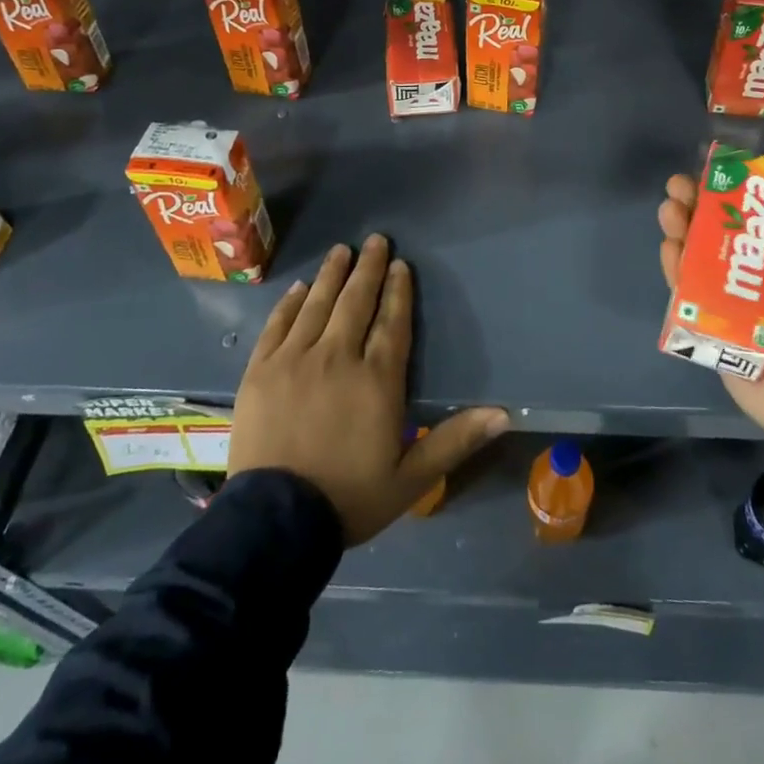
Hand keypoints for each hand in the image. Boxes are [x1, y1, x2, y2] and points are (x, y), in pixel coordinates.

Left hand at [229, 234, 508, 545]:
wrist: (275, 523)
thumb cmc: (349, 498)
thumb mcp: (411, 478)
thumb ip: (455, 440)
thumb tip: (503, 413)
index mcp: (376, 379)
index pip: (391, 322)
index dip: (398, 291)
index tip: (400, 264)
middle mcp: (337, 357)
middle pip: (356, 302)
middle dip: (368, 268)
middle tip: (375, 240)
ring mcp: (295, 360)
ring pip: (317, 305)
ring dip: (331, 274)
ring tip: (341, 250)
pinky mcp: (260, 370)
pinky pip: (278, 325)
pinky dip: (291, 304)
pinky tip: (300, 288)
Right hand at [658, 175, 763, 445]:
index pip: (763, 219)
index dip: (740, 192)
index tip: (718, 168)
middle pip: (726, 236)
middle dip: (702, 207)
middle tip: (679, 184)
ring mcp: (738, 308)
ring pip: (704, 262)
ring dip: (684, 231)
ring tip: (669, 207)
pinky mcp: (716, 334)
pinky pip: (692, 299)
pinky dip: (677, 272)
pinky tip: (669, 246)